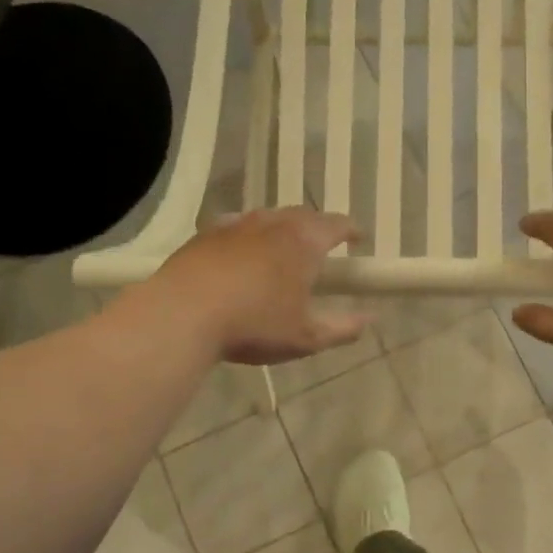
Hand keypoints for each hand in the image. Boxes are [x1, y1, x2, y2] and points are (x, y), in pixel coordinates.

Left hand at [152, 208, 371, 365]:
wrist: (183, 314)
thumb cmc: (254, 324)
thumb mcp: (306, 337)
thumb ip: (343, 328)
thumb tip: (370, 319)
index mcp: (303, 242)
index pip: (336, 224)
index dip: (351, 230)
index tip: (357, 238)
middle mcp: (272, 223)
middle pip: (302, 215)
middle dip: (317, 227)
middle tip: (322, 246)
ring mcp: (236, 225)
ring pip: (268, 217)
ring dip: (282, 228)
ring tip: (283, 248)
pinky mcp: (205, 234)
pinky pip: (236, 226)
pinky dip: (248, 235)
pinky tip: (242, 251)